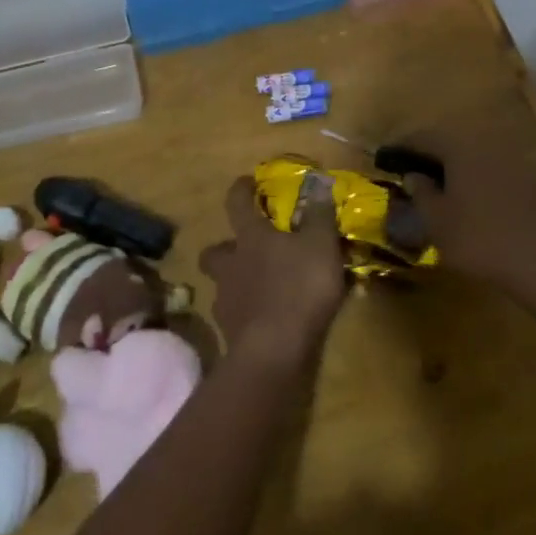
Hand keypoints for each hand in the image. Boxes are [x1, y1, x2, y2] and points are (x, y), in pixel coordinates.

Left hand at [199, 176, 346, 366]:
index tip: (247, 183)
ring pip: (224, 284)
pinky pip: (236, 316)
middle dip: (227, 247)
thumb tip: (317, 182)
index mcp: (251, 237)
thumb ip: (319, 213)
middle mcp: (231, 264)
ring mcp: (227, 301)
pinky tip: (267, 320)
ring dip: (238, 283)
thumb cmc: (298, 287)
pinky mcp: (230, 333)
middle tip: (249, 250)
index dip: (241, 190)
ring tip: (263, 289)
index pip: (236, 203)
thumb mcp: (320, 244)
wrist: (274, 351)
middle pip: (215, 250)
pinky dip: (248, 314)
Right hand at [395, 115, 535, 301]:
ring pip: (473, 154)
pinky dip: (478, 178)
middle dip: (428, 156)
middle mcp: (486, 140)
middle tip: (412, 176)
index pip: (421, 137)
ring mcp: (513, 155)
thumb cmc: (481, 239)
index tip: (385, 161)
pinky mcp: (533, 175)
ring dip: (455, 167)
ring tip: (441, 190)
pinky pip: (494, 168)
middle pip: (449, 141)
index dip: (400, 149)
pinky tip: (473, 200)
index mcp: (458, 145)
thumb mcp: (438, 222)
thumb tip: (413, 176)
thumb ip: (421, 194)